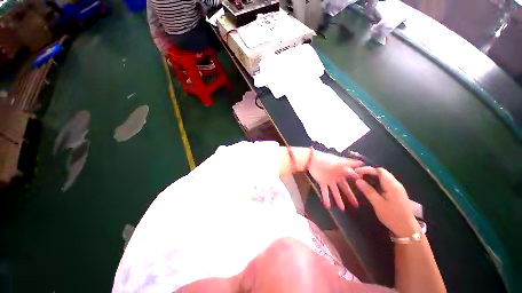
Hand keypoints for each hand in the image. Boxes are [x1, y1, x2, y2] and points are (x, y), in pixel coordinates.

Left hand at [308, 150, 362, 209]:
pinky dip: (326, 198)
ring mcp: (329, 181)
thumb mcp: (339, 162)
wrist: (312, 160)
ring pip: (335, 192)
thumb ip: (350, 164)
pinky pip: (325, 192)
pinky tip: (328, 206)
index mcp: (343, 171)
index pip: (353, 178)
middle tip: (356, 205)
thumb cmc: (326, 160)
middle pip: (345, 188)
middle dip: (350, 196)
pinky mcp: (322, 182)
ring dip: (339, 200)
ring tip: (342, 209)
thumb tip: (362, 163)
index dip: (359, 183)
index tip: (367, 190)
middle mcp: (337, 177)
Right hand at [355, 167, 418, 236]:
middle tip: (357, 176)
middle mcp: (396, 184)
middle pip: (381, 172)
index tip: (356, 172)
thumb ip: (368, 191)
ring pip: (383, 177)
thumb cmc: (392, 216)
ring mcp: (397, 188)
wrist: (407, 229)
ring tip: (361, 180)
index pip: (379, 170)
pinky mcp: (397, 193)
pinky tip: (370, 186)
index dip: (367, 169)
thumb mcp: (378, 204)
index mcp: (392, 185)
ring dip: (372, 176)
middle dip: (368, 172)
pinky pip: (385, 182)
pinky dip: (376, 181)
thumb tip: (358, 180)